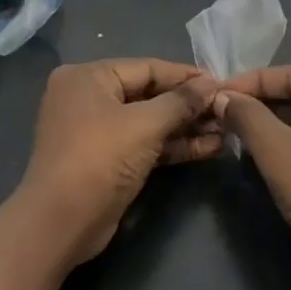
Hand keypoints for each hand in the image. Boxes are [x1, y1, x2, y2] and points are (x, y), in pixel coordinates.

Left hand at [17, 59, 221, 264]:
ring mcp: (96, 131)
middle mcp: (89, 98)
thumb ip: (181, 101)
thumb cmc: (100, 158)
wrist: (62, 221)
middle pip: (149, 94)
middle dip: (189, 105)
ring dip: (186, 127)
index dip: (186, 76)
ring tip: (226, 130)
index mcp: (88, 77)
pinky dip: (172, 146)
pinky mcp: (107, 160)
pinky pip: (145, 144)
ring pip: (149, 122)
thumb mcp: (145, 124)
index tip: (222, 83)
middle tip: (228, 109)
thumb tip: (212, 84)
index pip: (147, 68)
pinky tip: (209, 148)